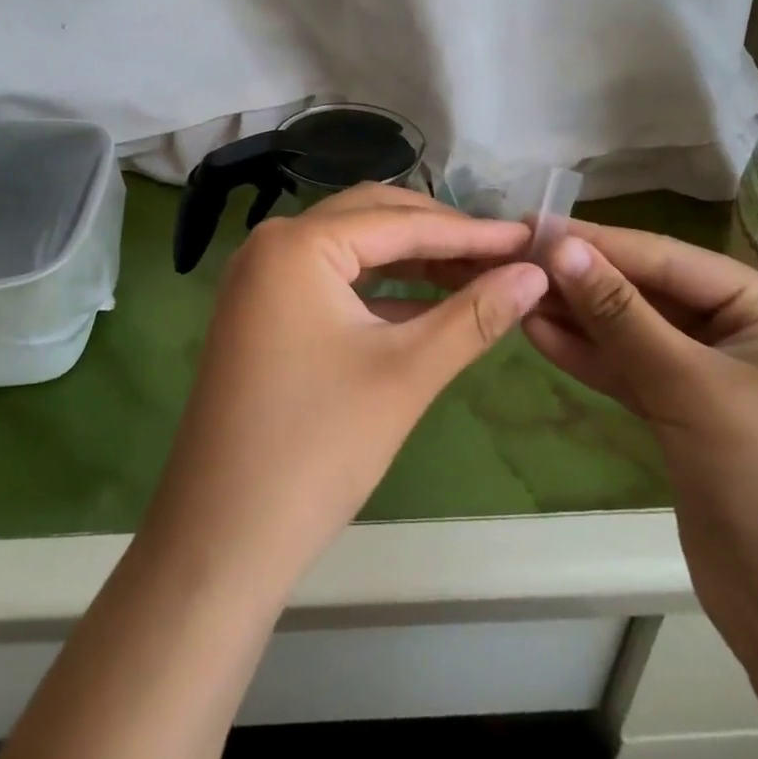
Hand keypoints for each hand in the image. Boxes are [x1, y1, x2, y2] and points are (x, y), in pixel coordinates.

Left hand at [142, 184, 547, 594]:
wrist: (221, 538)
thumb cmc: (317, 448)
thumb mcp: (406, 374)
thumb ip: (474, 316)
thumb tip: (536, 274)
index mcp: (298, 243)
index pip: (399, 222)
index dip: (470, 232)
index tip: (530, 239)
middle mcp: (273, 243)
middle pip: (373, 220)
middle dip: (440, 236)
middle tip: (505, 255)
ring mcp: (263, 277)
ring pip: (353, 249)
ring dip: (413, 261)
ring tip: (478, 275)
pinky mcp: (264, 311)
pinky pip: (332, 281)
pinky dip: (381, 289)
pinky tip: (429, 305)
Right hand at [526, 225, 757, 674]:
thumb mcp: (694, 389)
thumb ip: (622, 315)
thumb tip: (559, 247)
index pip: (670, 259)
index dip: (599, 243)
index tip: (531, 227)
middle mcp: (750, 334)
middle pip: (652, 294)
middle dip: (585, 282)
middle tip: (514, 262)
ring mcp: (719, 380)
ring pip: (638, 335)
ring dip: (581, 320)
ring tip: (517, 296)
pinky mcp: (692, 420)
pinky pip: (636, 375)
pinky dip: (593, 360)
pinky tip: (542, 336)